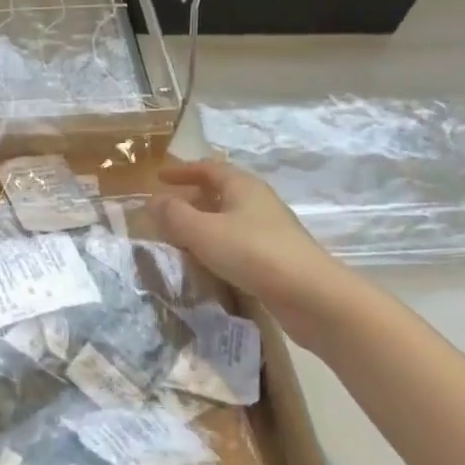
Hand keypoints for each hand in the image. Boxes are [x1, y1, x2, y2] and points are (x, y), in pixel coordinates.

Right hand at [150, 159, 345, 334]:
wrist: (312, 296)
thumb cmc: (253, 253)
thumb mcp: (203, 231)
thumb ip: (173, 214)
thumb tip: (152, 200)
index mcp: (243, 186)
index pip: (209, 168)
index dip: (183, 171)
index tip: (159, 179)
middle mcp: (259, 202)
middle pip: (221, 192)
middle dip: (192, 199)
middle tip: (167, 213)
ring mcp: (271, 231)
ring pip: (229, 220)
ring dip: (204, 225)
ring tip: (181, 240)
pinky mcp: (277, 258)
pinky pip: (239, 243)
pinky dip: (218, 246)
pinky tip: (208, 264)